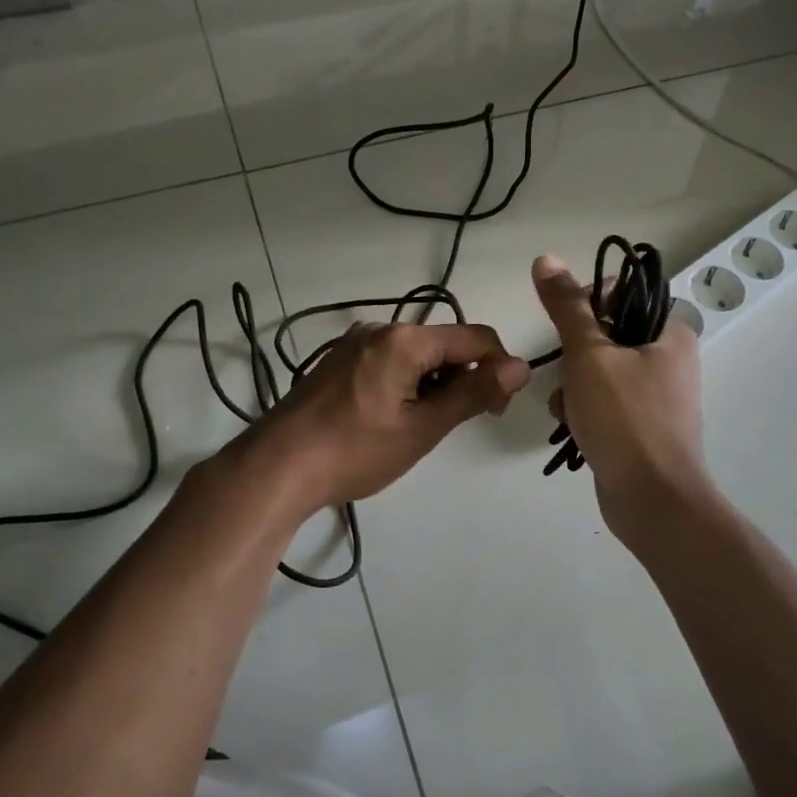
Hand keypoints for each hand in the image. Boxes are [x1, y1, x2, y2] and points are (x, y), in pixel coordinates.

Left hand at [236, 322, 529, 514]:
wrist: (276, 467)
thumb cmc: (356, 450)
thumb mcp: (422, 427)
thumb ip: (473, 393)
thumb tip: (520, 366)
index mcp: (406, 339)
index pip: (476, 338)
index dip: (498, 369)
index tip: (497, 410)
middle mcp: (381, 328)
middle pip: (445, 343)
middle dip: (464, 377)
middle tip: (461, 423)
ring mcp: (355, 343)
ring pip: (417, 354)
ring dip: (435, 383)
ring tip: (423, 426)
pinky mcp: (339, 361)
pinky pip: (390, 361)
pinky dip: (407, 383)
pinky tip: (394, 418)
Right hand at [532, 254, 710, 540]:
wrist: (652, 500)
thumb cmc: (624, 418)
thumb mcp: (589, 354)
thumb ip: (567, 307)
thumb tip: (546, 259)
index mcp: (670, 333)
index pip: (621, 295)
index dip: (585, 304)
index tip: (565, 328)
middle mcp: (670, 359)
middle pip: (605, 335)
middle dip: (574, 356)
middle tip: (568, 375)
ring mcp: (657, 396)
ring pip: (599, 371)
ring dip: (573, 386)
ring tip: (568, 408)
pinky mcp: (642, 427)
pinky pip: (604, 403)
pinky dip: (584, 410)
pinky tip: (572, 427)